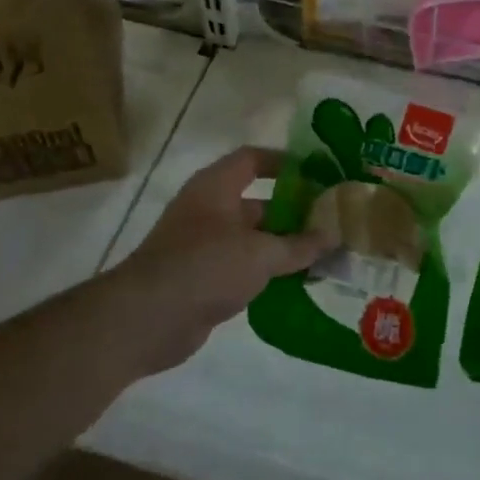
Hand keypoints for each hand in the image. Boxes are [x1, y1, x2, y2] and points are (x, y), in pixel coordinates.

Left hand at [105, 147, 336, 369]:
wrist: (146, 320)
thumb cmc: (205, 267)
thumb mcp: (260, 254)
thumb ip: (299, 245)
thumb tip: (334, 235)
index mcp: (216, 187)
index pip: (253, 159)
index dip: (284, 162)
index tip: (318, 173)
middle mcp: (209, 210)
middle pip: (258, 201)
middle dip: (293, 211)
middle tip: (331, 221)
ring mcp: (204, 245)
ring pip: (253, 238)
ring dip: (284, 245)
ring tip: (324, 254)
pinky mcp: (203, 278)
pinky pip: (244, 267)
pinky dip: (268, 272)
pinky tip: (298, 282)